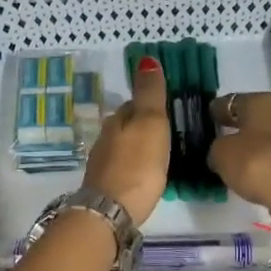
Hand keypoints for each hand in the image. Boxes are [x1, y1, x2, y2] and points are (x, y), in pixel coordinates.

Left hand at [83, 57, 170, 225]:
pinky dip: (133, 167)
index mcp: (117, 120)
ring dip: (138, 147)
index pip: (133, 103)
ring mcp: (102, 163)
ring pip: (123, 146)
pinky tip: (144, 175)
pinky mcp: (105, 187)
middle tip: (167, 132)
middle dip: (143, 126)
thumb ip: (149, 93)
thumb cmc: (137, 164)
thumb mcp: (150, 122)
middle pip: (127, 125)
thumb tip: (146, 59)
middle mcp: (105, 138)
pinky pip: (123, 167)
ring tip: (159, 154)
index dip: (149, 103)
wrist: (111, 210)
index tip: (167, 108)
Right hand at [207, 92, 270, 225]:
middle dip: (234, 126)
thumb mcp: (221, 154)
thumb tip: (221, 150)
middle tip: (215, 135)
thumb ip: (216, 147)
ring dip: (248, 143)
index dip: (216, 110)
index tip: (205, 118)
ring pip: (262, 135)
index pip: (231, 102)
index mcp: (261, 101)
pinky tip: (248, 168)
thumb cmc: (256, 163)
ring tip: (230, 155)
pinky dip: (260, 158)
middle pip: (250, 117)